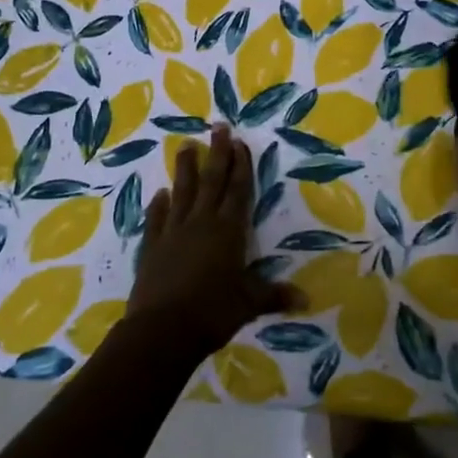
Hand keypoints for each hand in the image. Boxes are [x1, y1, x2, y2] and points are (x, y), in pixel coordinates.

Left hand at [127, 125, 295, 355]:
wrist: (162, 330)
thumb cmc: (213, 312)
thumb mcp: (249, 304)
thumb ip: (274, 295)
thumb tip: (305, 299)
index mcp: (228, 231)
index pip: (237, 190)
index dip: (241, 165)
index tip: (240, 142)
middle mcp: (201, 223)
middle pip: (211, 181)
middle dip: (217, 153)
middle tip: (218, 127)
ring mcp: (173, 232)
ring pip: (181, 192)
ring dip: (185, 169)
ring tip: (185, 145)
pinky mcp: (152, 246)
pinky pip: (157, 219)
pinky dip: (159, 205)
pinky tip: (160, 194)